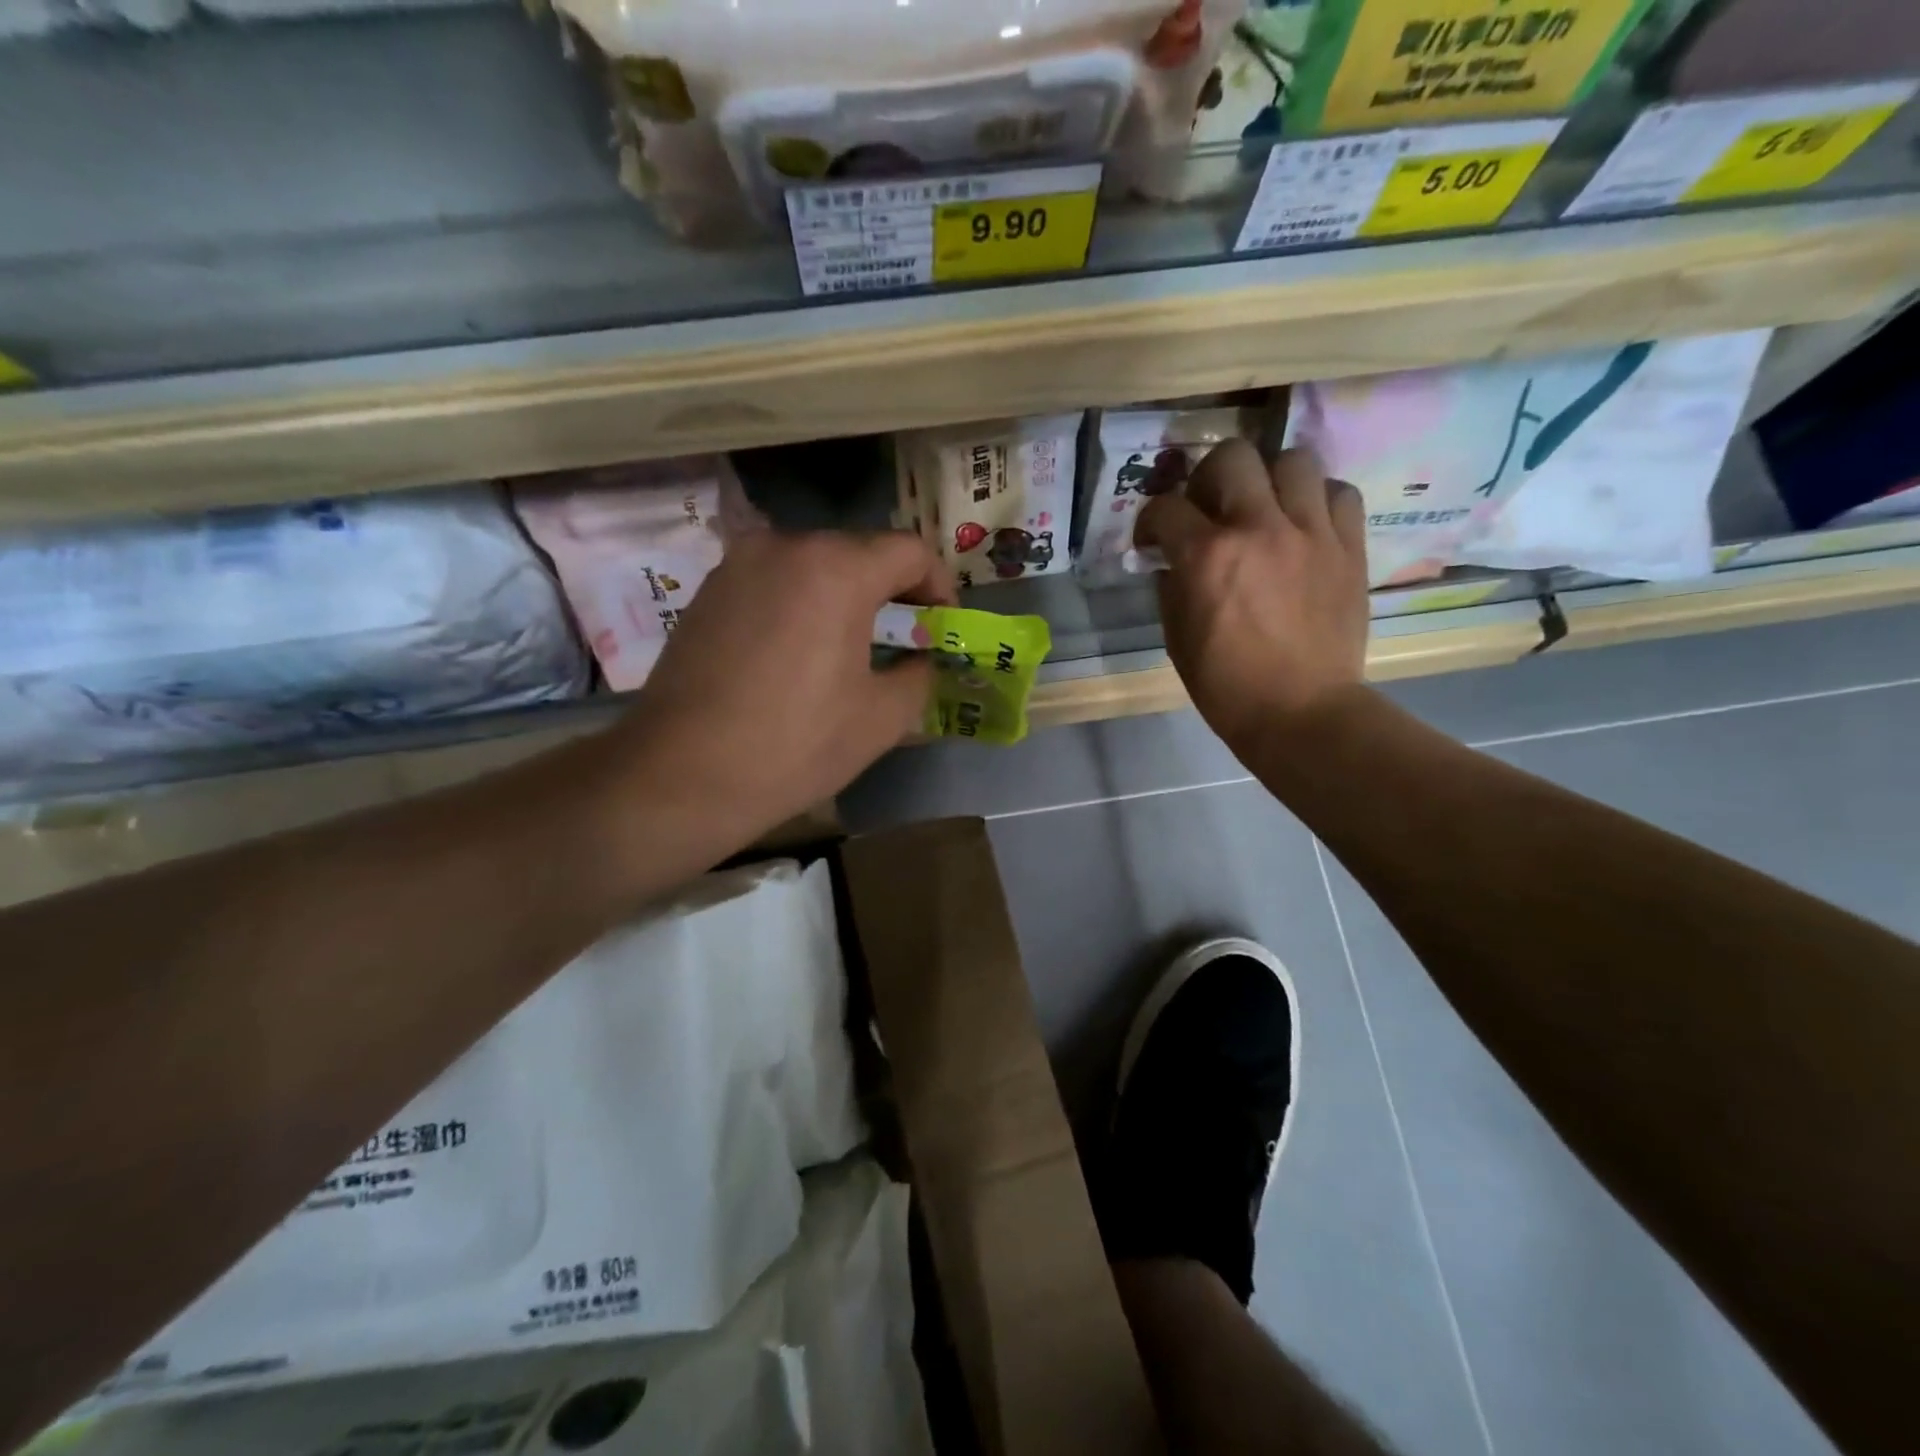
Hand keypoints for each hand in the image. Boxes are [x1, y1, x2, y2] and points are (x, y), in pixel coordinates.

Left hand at [604, 530, 954, 857]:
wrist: (682, 775)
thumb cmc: (795, 745)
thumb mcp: (882, 717)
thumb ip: (919, 673)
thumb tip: (921, 659)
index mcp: (836, 568)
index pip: (909, 551)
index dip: (939, 584)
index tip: (944, 623)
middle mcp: (784, 546)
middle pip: (859, 552)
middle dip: (891, 589)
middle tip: (905, 636)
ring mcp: (737, 564)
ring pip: (813, 565)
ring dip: (844, 595)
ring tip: (852, 645)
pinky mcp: (707, 590)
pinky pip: (773, 582)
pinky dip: (800, 603)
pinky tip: (799, 651)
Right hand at [1136, 441, 1368, 753]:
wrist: (1302, 713)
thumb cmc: (1227, 685)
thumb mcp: (1177, 637)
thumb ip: (1171, 586)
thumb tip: (1172, 559)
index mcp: (1207, 556)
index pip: (1165, 507)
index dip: (1151, 519)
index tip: (1154, 538)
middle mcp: (1259, 528)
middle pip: (1231, 456)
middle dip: (1209, 477)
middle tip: (1210, 508)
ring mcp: (1310, 532)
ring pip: (1293, 459)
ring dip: (1270, 479)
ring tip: (1265, 508)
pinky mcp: (1349, 546)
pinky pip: (1339, 492)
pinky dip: (1318, 500)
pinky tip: (1306, 524)